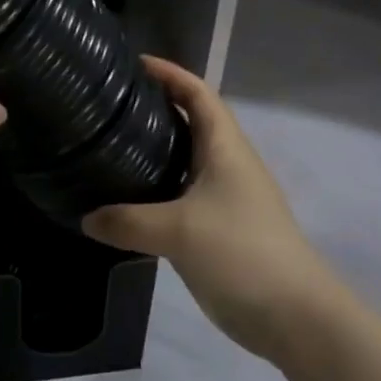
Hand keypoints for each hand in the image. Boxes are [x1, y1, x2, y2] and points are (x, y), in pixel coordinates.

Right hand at [83, 59, 338, 361]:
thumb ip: (127, 221)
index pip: (199, 95)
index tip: (134, 64)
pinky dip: (154, 191)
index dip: (171, 74)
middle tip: (109, 106)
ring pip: (184, 163)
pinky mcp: (217, 230)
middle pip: (191, 123)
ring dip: (153, 151)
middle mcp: (226, 166)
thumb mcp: (178, 231)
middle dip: (155, 108)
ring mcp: (224, 199)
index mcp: (226, 149)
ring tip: (109, 147)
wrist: (294, 316)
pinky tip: (126, 201)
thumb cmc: (242, 253)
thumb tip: (86, 217)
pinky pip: (179, 197)